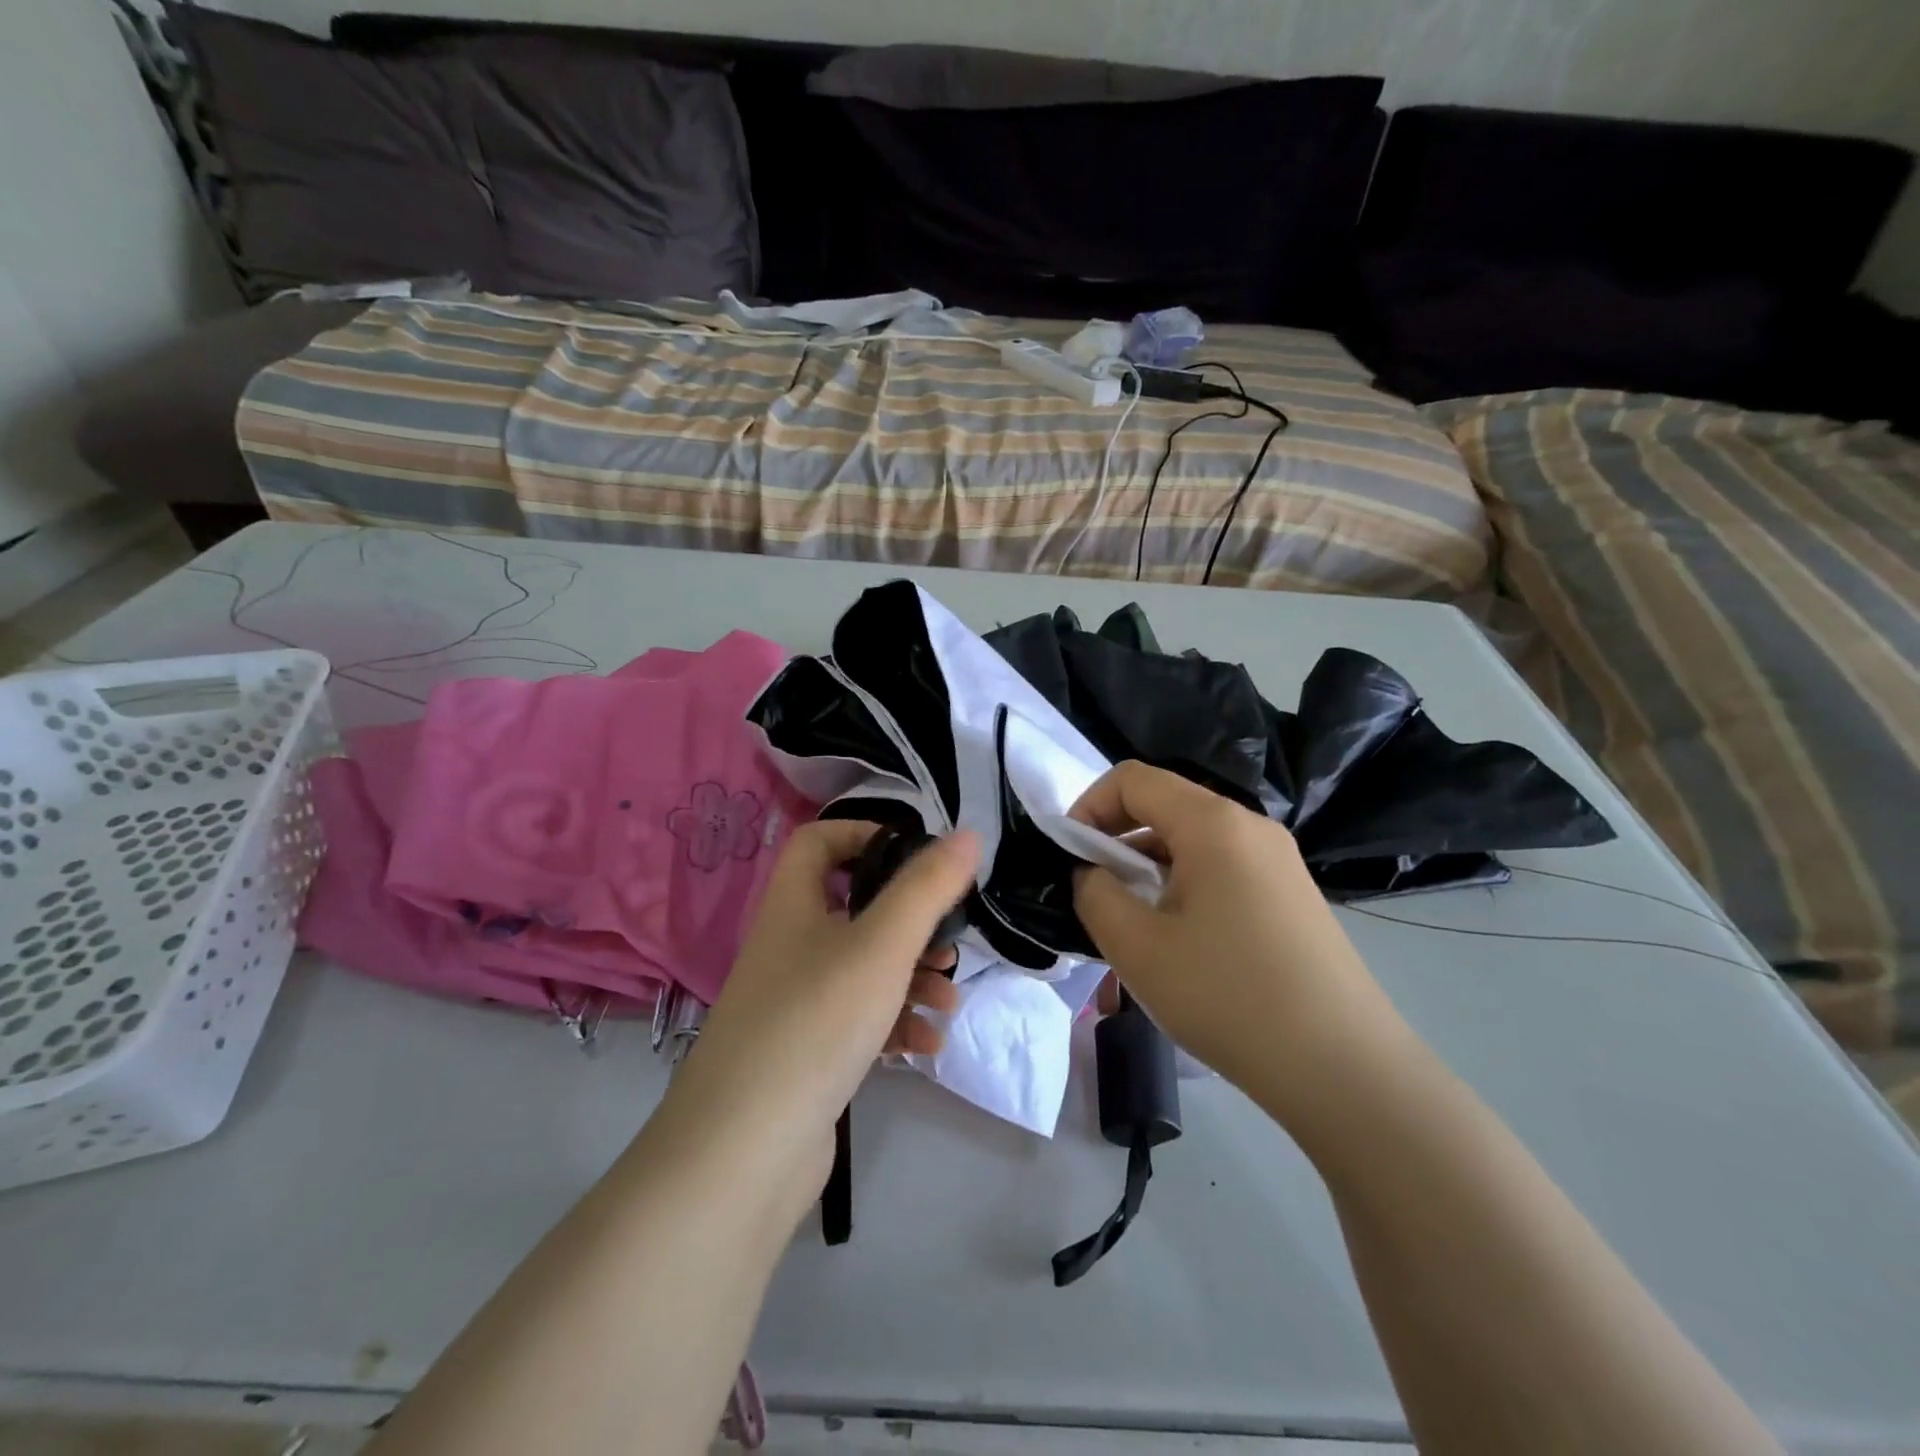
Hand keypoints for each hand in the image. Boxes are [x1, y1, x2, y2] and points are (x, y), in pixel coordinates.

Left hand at [666, 820, 980, 1181]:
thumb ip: (927, 887)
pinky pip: (860, 1020)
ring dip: (913, 979)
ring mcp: (797, 1003)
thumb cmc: (816, 1022)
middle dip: (912, 925)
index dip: (865, 834)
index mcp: (793, 906)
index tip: (916, 857)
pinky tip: (926, 1047)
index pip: (819, 842)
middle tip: (948, 945)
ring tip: (947, 1003)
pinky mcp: (808, 1052)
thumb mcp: (882, 944)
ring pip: (865, 969)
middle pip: (856, 909)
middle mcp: (790, 947)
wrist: (744, 1153)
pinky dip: (895, 1024)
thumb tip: (967, 834)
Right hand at [1070, 762, 1407, 1116]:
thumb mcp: (1137, 947)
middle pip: (1166, 804)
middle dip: (1117, 837)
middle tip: (1096, 891)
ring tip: (1134, 920)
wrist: (1343, 1068)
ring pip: (1193, 838)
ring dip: (1149, 863)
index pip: (1134, 779)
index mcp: (1213, 823)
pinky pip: (1222, 866)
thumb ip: (1095, 894)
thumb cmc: (1228, 997)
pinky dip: (1184, 882)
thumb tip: (1093, 873)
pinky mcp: (1292, 893)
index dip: (1089, 806)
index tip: (1070, 856)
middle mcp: (1251, 826)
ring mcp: (1278, 859)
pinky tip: (1180, 937)